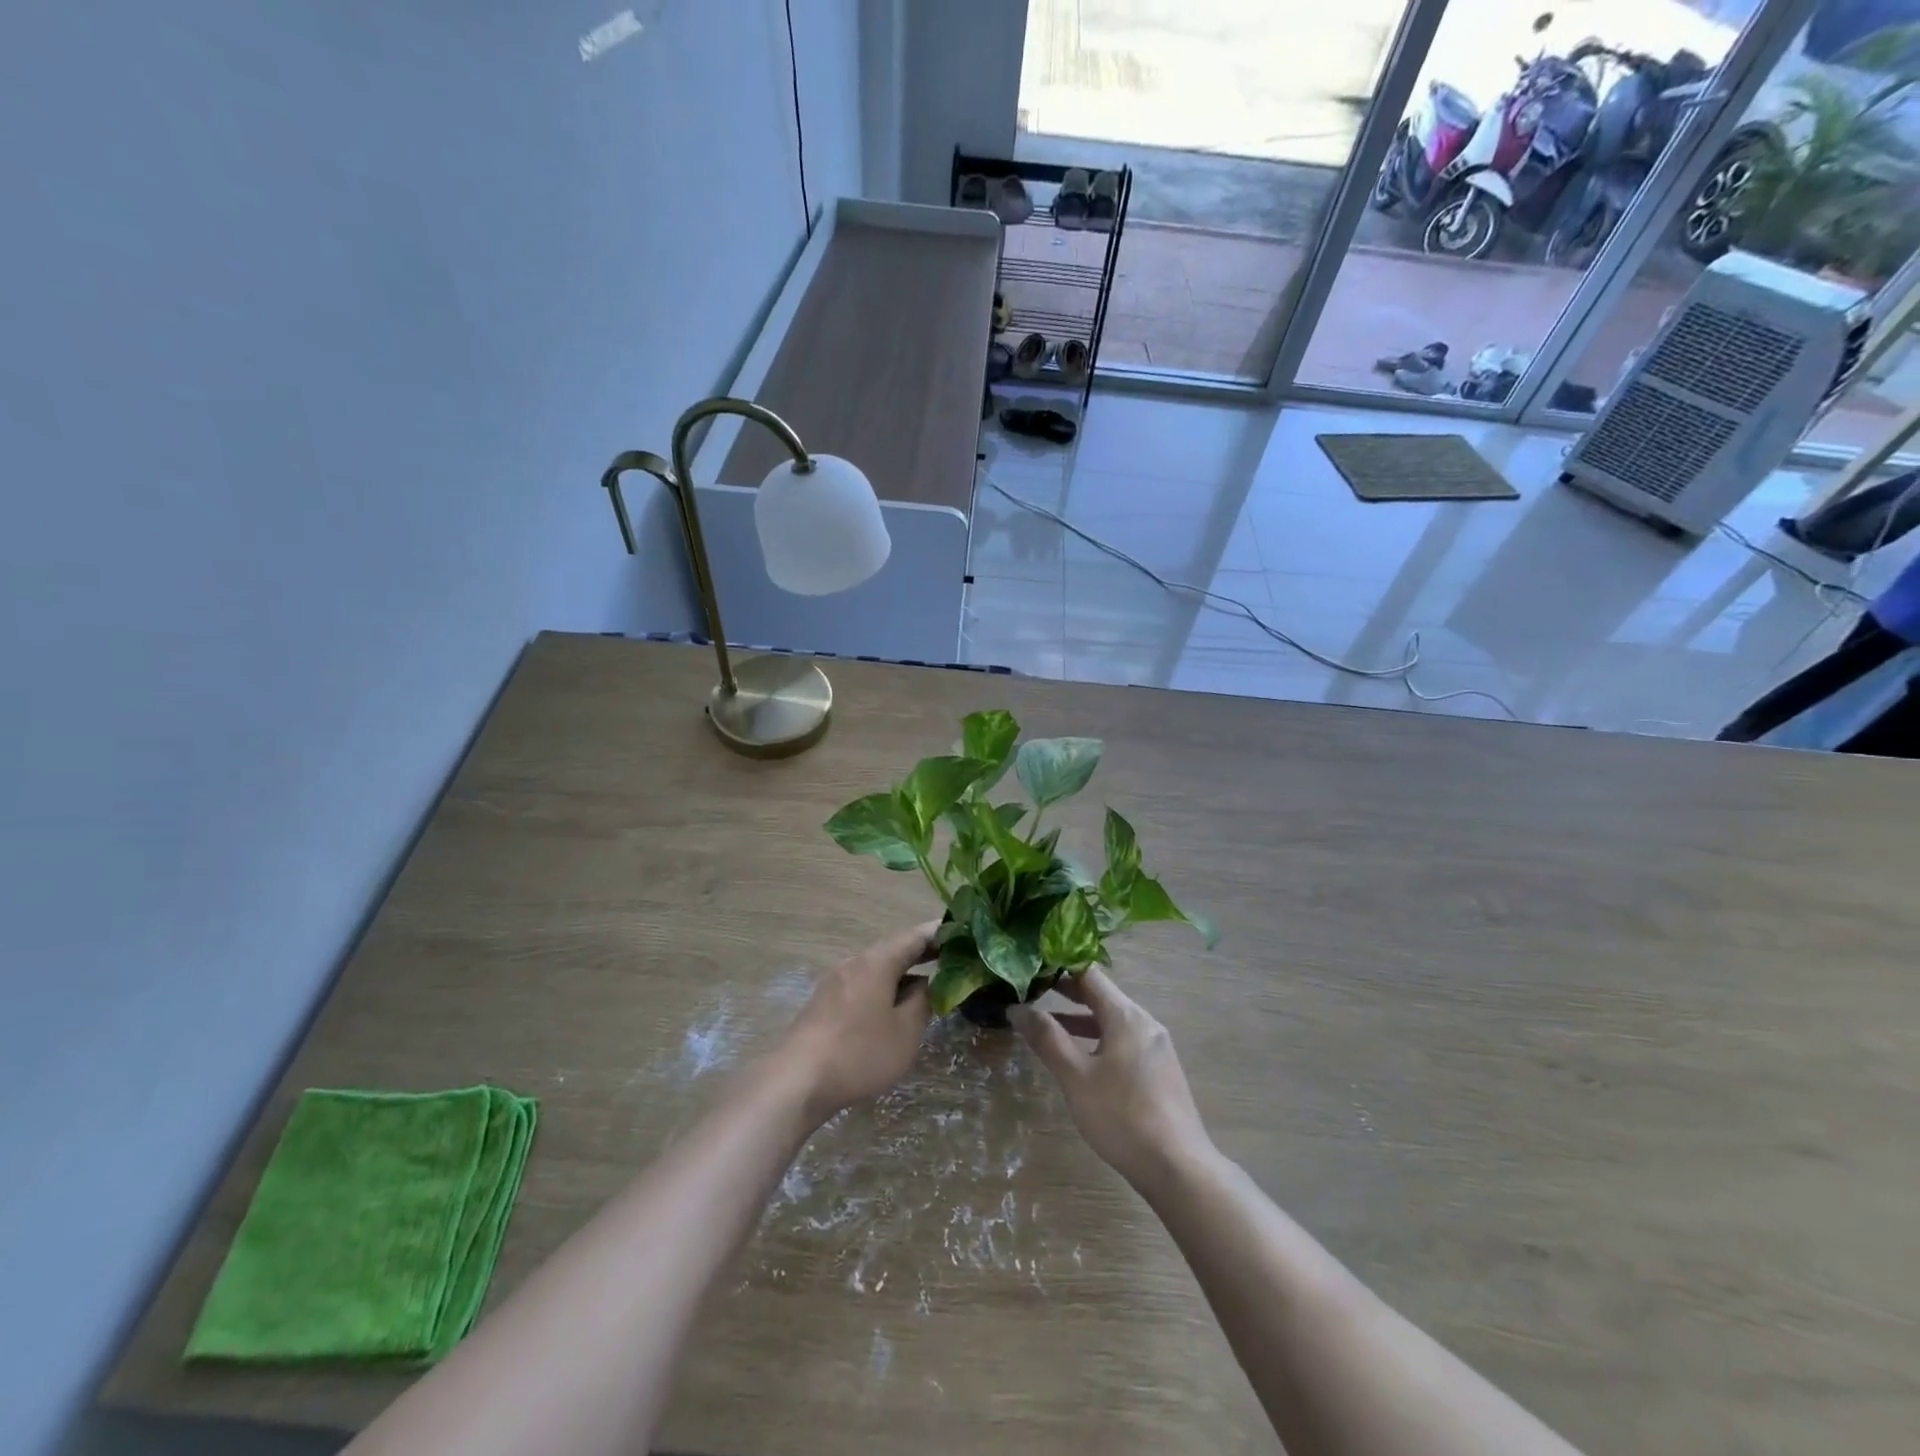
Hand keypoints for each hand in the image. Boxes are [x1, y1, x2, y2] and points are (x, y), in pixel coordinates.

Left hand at [779, 923, 937, 1122]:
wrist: (798, 1080)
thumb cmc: (859, 1052)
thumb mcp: (905, 1032)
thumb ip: (922, 1002)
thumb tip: (928, 985)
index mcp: (877, 962)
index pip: (914, 936)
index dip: (939, 932)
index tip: (961, 931)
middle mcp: (855, 963)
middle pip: (893, 950)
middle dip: (921, 953)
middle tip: (950, 956)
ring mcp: (836, 982)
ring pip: (877, 969)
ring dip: (902, 973)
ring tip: (927, 985)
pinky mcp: (824, 1003)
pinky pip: (863, 985)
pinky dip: (884, 988)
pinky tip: (892, 1008)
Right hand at [1011, 968, 1211, 1191]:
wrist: (1179, 1169)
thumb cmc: (1122, 1117)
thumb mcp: (1076, 1077)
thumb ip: (1047, 1039)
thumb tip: (1017, 1008)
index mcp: (1126, 1015)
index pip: (1089, 974)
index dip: (1058, 968)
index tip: (1031, 968)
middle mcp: (1144, 1022)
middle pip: (1101, 995)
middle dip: (1066, 993)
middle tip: (1032, 991)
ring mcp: (1156, 1046)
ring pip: (1112, 1020)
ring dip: (1080, 1019)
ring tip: (1047, 1026)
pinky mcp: (1159, 1070)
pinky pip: (1123, 1040)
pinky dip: (1098, 1039)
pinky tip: (1081, 1059)